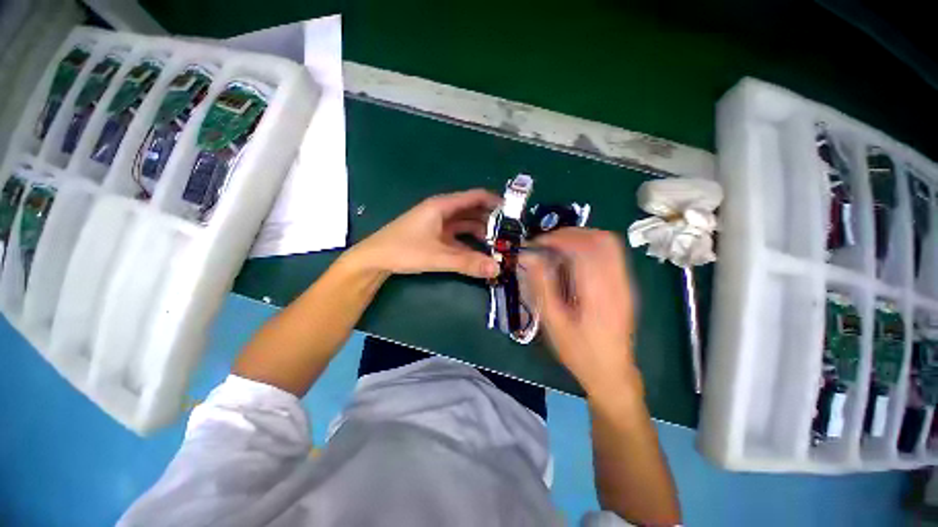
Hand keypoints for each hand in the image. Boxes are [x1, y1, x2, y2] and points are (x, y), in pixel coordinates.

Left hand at [349, 189, 501, 278]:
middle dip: (491, 221)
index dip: (495, 202)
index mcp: (443, 206)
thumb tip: (496, 269)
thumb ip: (467, 263)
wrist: (374, 259)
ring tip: (499, 245)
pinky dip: (469, 243)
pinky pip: (458, 237)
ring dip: (481, 233)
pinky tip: (480, 253)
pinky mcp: (435, 237)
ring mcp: (438, 225)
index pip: (475, 197)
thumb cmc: (403, 250)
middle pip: (473, 211)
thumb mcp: (437, 256)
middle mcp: (442, 212)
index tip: (513, 214)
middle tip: (510, 235)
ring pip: (466, 225)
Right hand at [521, 228, 639, 397]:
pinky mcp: (625, 285)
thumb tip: (530, 257)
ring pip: (609, 243)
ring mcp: (625, 283)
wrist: (611, 372)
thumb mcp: (554, 322)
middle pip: (602, 239)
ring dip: (581, 237)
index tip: (538, 243)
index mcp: (599, 292)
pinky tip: (573, 259)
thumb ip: (542, 286)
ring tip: (558, 247)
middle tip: (548, 242)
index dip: (558, 238)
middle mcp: (618, 282)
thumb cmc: (579, 351)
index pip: (584, 248)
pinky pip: (611, 254)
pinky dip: (590, 247)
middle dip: (571, 233)